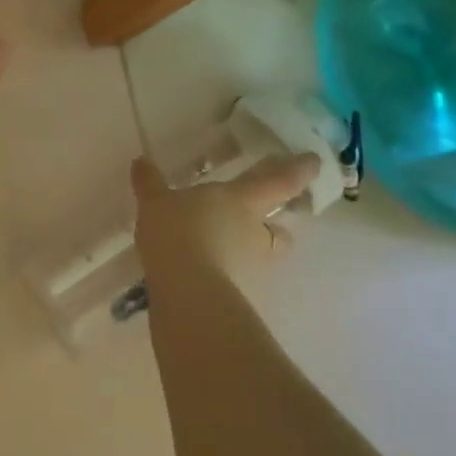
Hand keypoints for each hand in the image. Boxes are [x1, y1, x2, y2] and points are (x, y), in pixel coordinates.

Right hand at [131, 152, 321, 283]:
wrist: (188, 292)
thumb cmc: (178, 232)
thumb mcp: (156, 203)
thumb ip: (150, 184)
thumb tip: (140, 162)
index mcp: (240, 199)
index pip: (278, 181)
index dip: (298, 170)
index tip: (315, 162)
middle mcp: (254, 230)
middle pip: (279, 229)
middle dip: (278, 224)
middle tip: (269, 221)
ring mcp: (250, 265)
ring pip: (262, 255)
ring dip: (252, 250)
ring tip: (228, 250)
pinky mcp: (239, 293)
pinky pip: (238, 277)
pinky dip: (228, 273)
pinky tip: (207, 273)